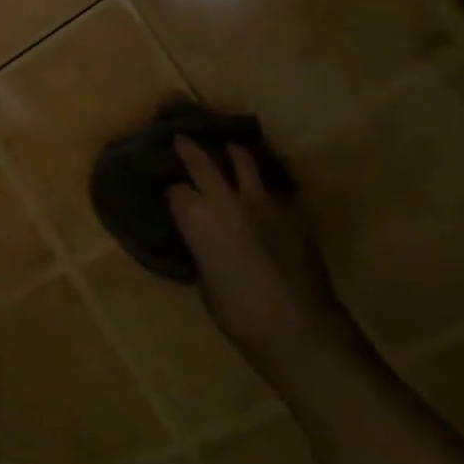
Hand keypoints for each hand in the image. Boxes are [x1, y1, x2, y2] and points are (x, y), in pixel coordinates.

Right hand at [166, 138, 360, 368]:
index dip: (169, 188)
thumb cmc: (237, 312)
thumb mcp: (203, 278)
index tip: (166, 189)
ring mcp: (263, 202)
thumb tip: (201, 237)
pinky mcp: (293, 211)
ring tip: (229, 148)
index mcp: (196, 218)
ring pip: (244, 162)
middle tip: (181, 138)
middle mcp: (226, 200)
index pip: (175, 189)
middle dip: (189, 149)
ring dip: (233, 153)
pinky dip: (265, 186)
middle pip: (203, 162)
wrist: (296, 325)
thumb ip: (200, 247)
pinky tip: (265, 192)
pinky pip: (274, 188)